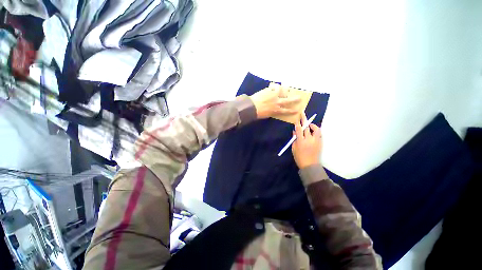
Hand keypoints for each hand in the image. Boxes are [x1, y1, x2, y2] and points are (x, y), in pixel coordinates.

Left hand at [249, 85, 300, 118]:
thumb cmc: (258, 114)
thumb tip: (274, 109)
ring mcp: (274, 95)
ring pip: (282, 91)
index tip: (297, 110)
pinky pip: (274, 87)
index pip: (286, 111)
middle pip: (288, 101)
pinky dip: (274, 86)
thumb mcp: (267, 115)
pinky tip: (274, 85)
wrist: (252, 107)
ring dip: (284, 89)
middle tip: (299, 98)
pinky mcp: (269, 90)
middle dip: (294, 99)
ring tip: (285, 88)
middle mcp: (277, 102)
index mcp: (276, 110)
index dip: (292, 111)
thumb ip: (272, 112)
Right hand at [292, 113, 321, 168]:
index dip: (298, 123)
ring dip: (312, 125)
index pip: (299, 129)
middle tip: (303, 114)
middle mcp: (308, 139)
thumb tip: (294, 132)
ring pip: (316, 129)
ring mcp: (316, 141)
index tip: (297, 118)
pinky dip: (317, 131)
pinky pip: (319, 134)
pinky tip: (314, 131)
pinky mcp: (320, 143)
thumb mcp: (294, 149)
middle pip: (306, 127)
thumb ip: (294, 139)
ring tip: (310, 125)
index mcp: (300, 141)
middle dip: (304, 120)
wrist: (310, 165)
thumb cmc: (299, 158)